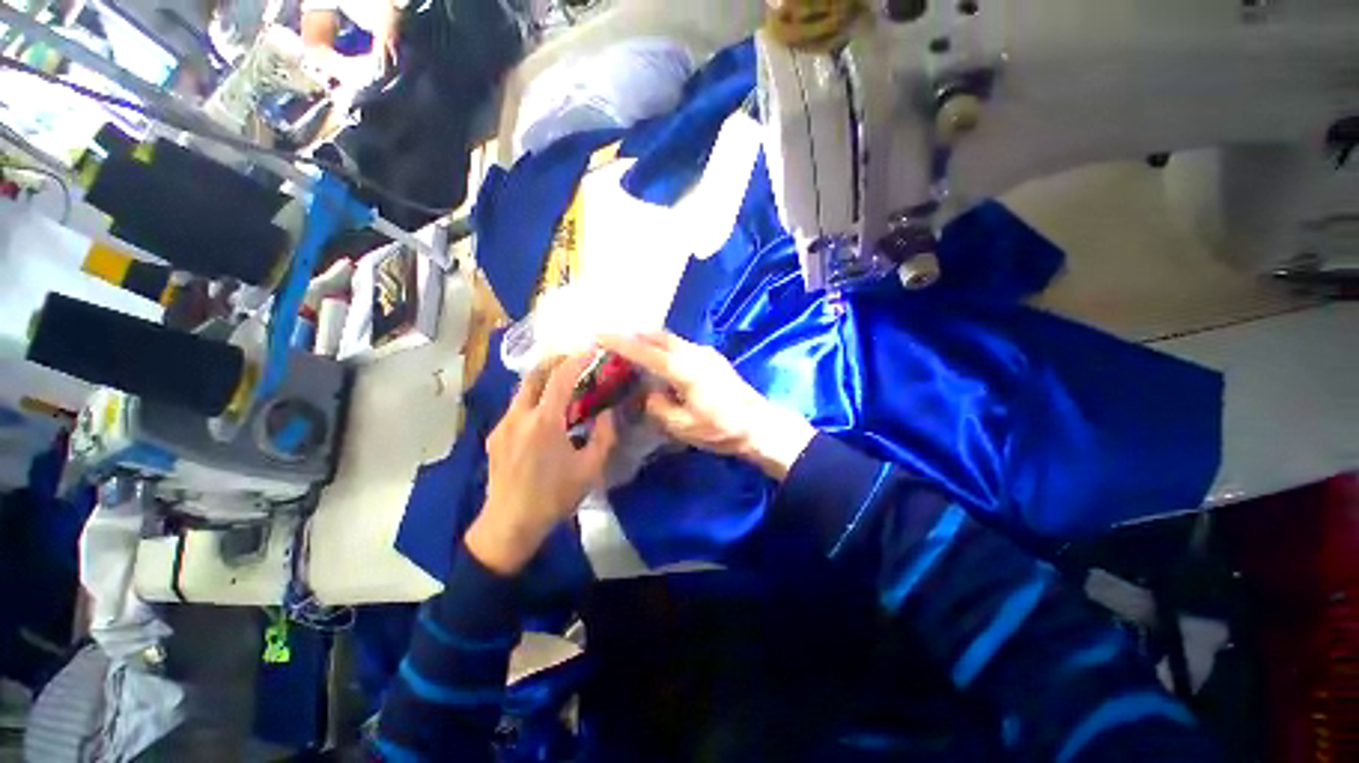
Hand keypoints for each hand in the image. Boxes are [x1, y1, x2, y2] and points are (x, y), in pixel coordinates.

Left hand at [465, 355, 617, 574]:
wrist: (510, 524)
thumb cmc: (555, 497)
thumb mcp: (590, 468)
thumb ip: (604, 435)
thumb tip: (608, 411)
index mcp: (545, 422)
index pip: (560, 377)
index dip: (577, 360)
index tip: (592, 351)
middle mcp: (519, 416)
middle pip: (534, 374)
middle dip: (555, 361)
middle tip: (575, 360)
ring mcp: (503, 424)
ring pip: (523, 389)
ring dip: (544, 379)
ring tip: (564, 384)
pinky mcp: (495, 435)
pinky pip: (517, 406)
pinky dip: (534, 397)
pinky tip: (547, 413)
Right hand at [598, 333, 815, 481]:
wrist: (760, 425)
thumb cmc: (722, 428)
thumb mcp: (682, 426)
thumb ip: (658, 406)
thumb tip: (650, 393)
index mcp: (683, 368)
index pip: (644, 351)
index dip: (619, 343)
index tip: (597, 337)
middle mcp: (693, 353)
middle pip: (657, 336)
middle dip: (633, 336)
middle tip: (612, 343)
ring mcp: (705, 353)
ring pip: (670, 339)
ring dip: (649, 340)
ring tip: (632, 350)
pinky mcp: (713, 358)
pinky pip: (681, 345)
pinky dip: (664, 347)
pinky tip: (660, 360)